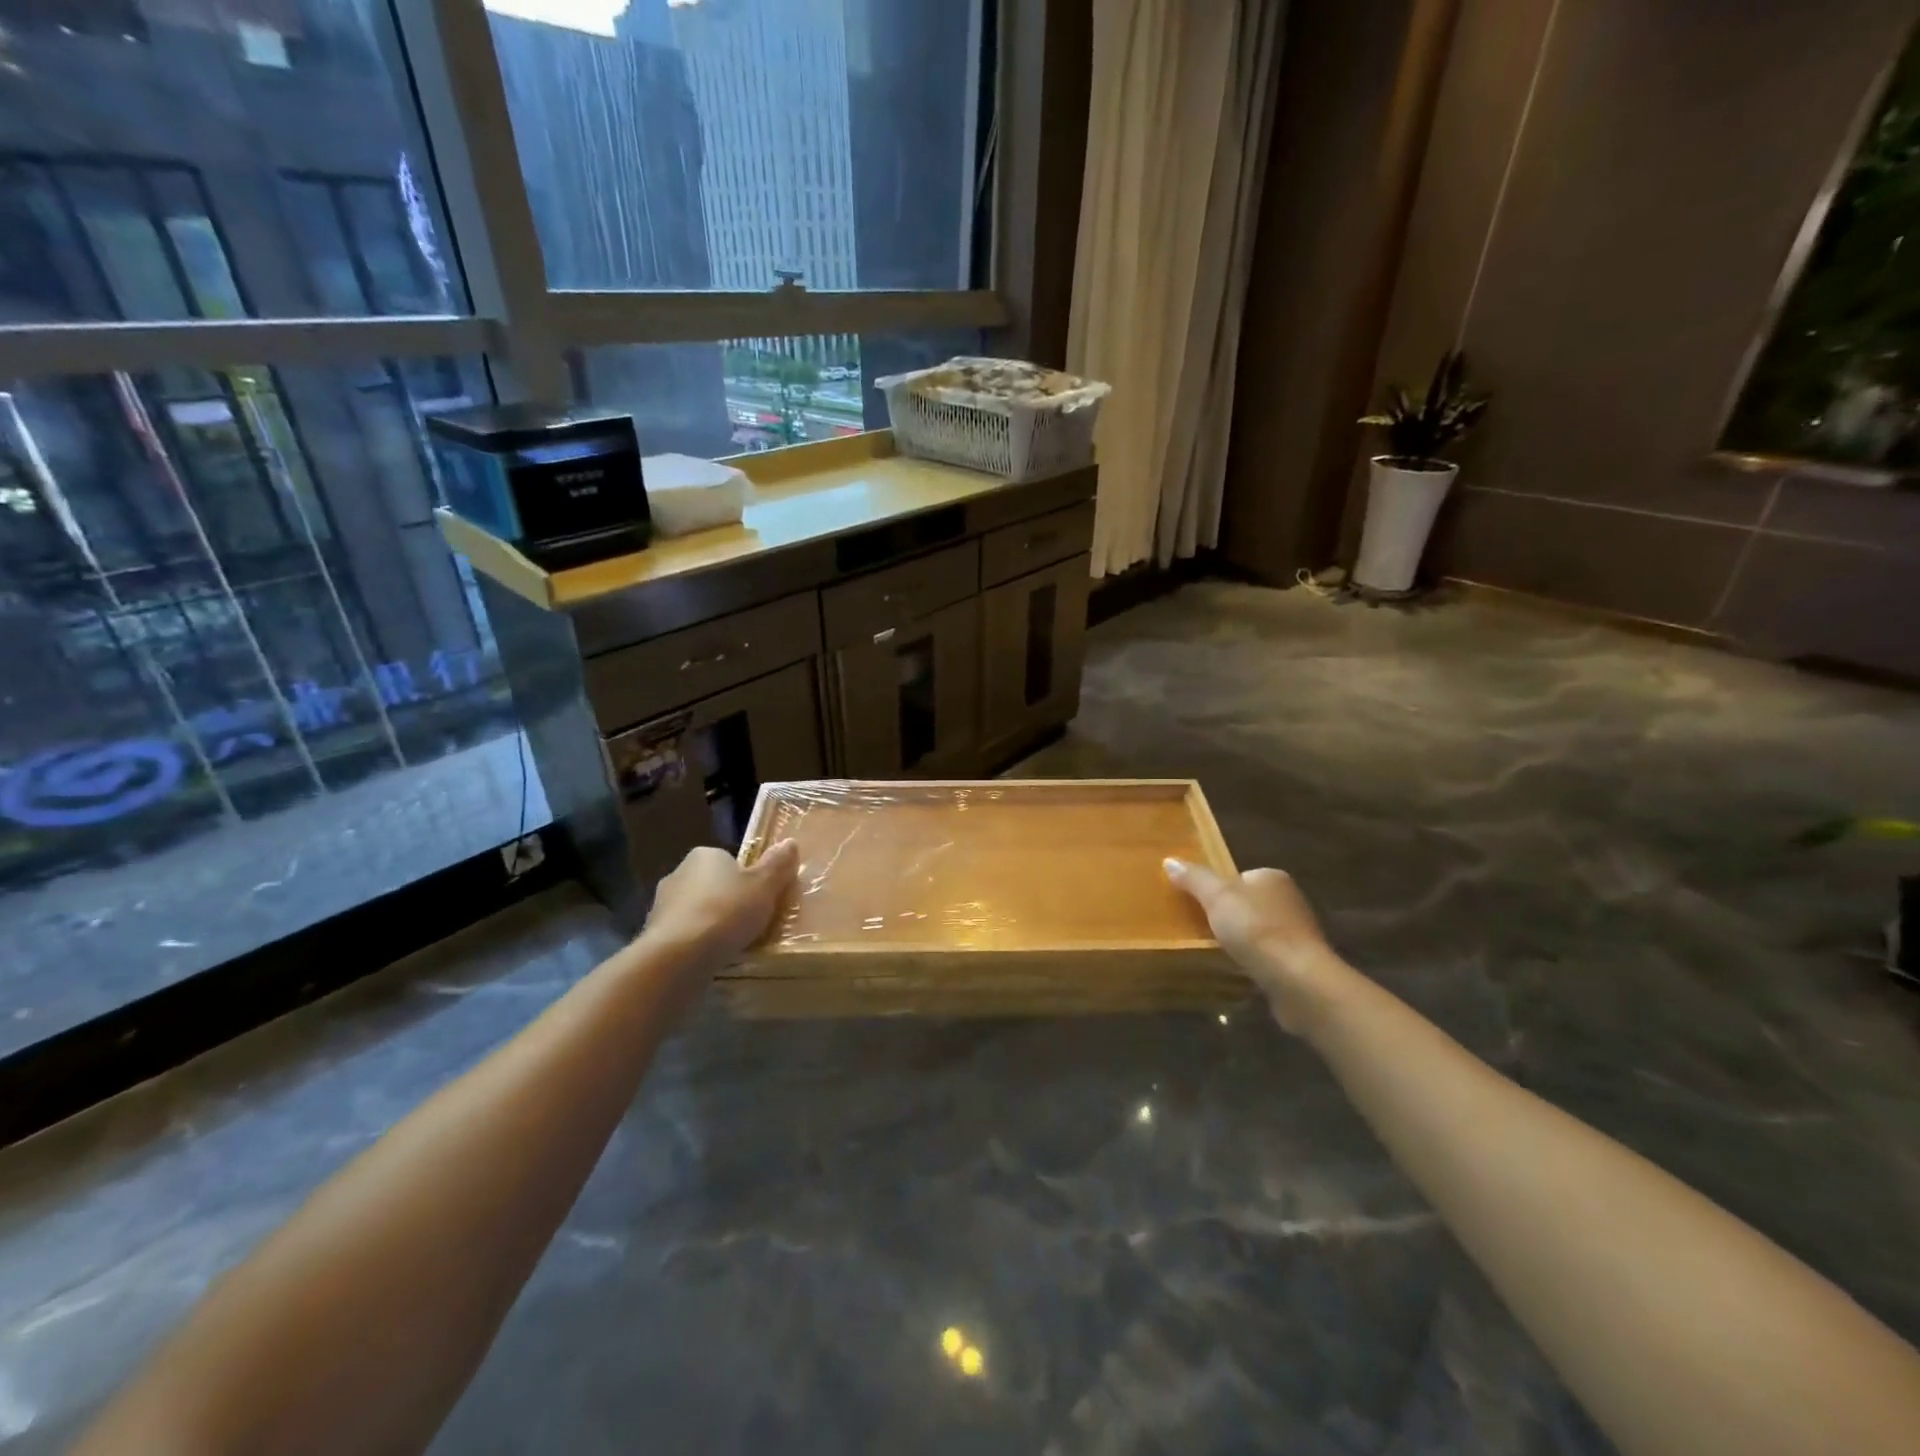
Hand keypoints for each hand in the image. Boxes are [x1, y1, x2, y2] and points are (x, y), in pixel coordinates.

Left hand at [644, 841, 799, 966]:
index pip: (730, 861)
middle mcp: (678, 873)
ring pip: (695, 911)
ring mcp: (661, 905)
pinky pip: (683, 936)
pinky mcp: (653, 936)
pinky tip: (710, 959)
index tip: (761, 899)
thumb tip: (790, 843)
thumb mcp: (764, 887)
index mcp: (705, 855)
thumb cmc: (725, 912)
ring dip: (710, 924)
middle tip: (750, 923)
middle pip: (712, 885)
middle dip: (727, 901)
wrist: (677, 957)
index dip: (747, 879)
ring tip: (732, 946)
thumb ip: (777, 865)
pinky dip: (696, 944)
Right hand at [1164, 859, 1351, 1033]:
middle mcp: (1290, 900)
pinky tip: (1240, 970)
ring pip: (1258, 931)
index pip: (1240, 877)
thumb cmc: (1256, 929)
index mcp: (1273, 878)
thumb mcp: (1216, 897)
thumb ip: (1194, 878)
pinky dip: (1254, 961)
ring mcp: (1297, 933)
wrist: (1299, 980)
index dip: (1219, 889)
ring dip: (1242, 941)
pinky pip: (1268, 956)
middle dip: (1229, 916)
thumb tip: (1169, 859)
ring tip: (1218, 952)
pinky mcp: (1300, 962)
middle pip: (1248, 903)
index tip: (1200, 905)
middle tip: (1203, 929)